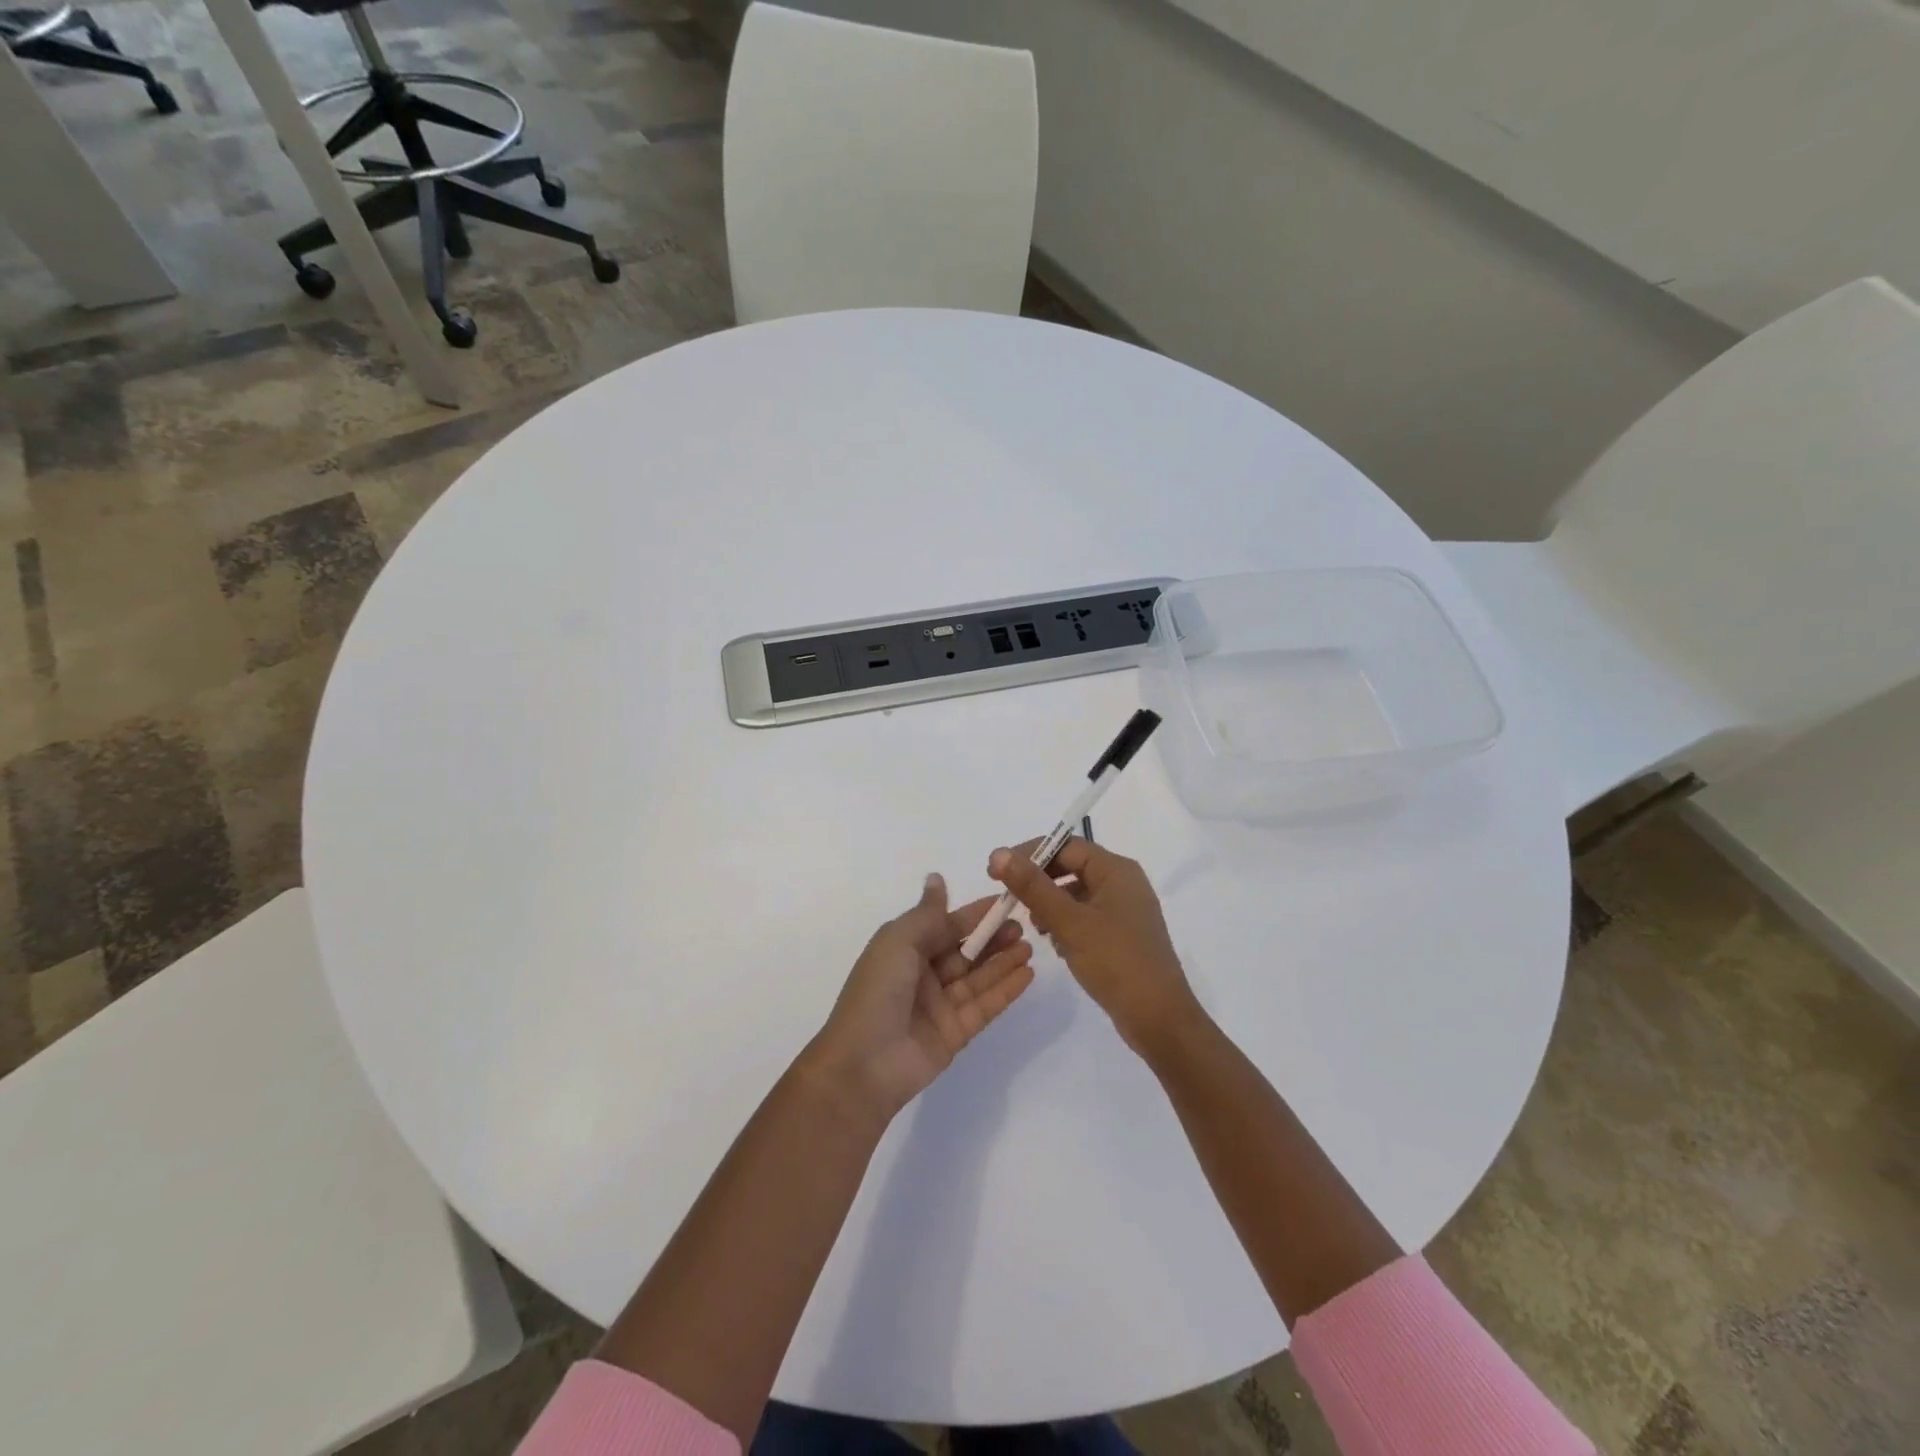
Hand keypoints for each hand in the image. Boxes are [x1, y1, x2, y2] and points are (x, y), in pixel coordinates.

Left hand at [806, 874, 1035, 1121]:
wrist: (863, 1065)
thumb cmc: (877, 991)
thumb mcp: (898, 941)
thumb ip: (927, 913)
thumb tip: (937, 877)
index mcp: (904, 949)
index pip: (946, 925)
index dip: (974, 914)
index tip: (1005, 900)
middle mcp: (922, 974)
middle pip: (965, 950)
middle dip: (993, 937)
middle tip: (1023, 926)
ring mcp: (940, 1006)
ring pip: (978, 977)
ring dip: (1003, 961)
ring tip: (1031, 947)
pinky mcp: (955, 1033)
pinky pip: (985, 1006)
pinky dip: (1006, 990)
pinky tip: (1028, 974)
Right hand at [988, 837, 1199, 1057]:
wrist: (1159, 1019)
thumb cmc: (1116, 962)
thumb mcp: (1069, 922)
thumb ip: (1032, 886)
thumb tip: (998, 852)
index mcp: (1117, 870)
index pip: (1066, 845)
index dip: (1029, 854)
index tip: (996, 872)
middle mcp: (1123, 882)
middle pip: (1070, 867)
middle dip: (1038, 882)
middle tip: (1007, 899)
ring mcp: (1124, 910)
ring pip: (1075, 893)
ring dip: (1050, 904)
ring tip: (1034, 927)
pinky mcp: (1121, 934)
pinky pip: (1085, 916)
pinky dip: (1065, 923)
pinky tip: (1055, 944)